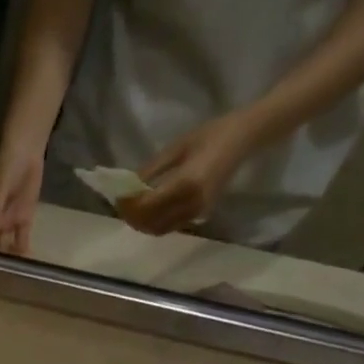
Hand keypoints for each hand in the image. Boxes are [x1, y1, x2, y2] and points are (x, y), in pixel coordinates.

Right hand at [0, 145, 43, 255]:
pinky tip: (24, 263)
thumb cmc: (6, 167)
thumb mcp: (0, 184)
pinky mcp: (23, 220)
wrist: (25, 154)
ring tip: (7, 275)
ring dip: (5, 258)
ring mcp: (8, 222)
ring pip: (4, 245)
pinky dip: (22, 250)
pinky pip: (22, 239)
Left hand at [116, 112, 258, 238]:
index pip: (147, 205)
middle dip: (132, 216)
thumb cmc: (211, 134)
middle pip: (151, 222)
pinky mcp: (201, 214)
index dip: (128, 205)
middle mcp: (192, 203)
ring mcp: (198, 212)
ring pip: (159, 229)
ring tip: (132, 208)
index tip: (117, 196)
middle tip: (121, 204)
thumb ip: (150, 170)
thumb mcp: (176, 147)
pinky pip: (171, 226)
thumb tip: (128, 186)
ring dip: (142, 223)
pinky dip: (155, 223)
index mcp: (186, 184)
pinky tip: (148, 210)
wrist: (245, 137)